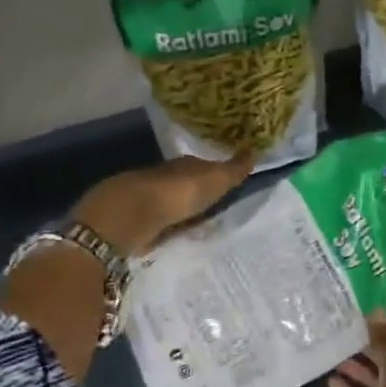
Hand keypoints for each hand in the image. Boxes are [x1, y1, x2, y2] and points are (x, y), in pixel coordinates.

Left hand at [71, 154, 252, 257]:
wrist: (131, 216)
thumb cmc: (177, 193)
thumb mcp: (214, 180)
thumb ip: (233, 170)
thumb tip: (254, 150)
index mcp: (183, 166)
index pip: (201, 167)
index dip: (213, 174)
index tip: (225, 183)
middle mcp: (163, 179)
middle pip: (183, 186)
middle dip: (195, 194)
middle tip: (213, 205)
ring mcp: (146, 202)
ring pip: (169, 205)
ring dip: (179, 213)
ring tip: (196, 225)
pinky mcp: (136, 224)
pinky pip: (158, 225)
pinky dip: (166, 228)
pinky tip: (173, 236)